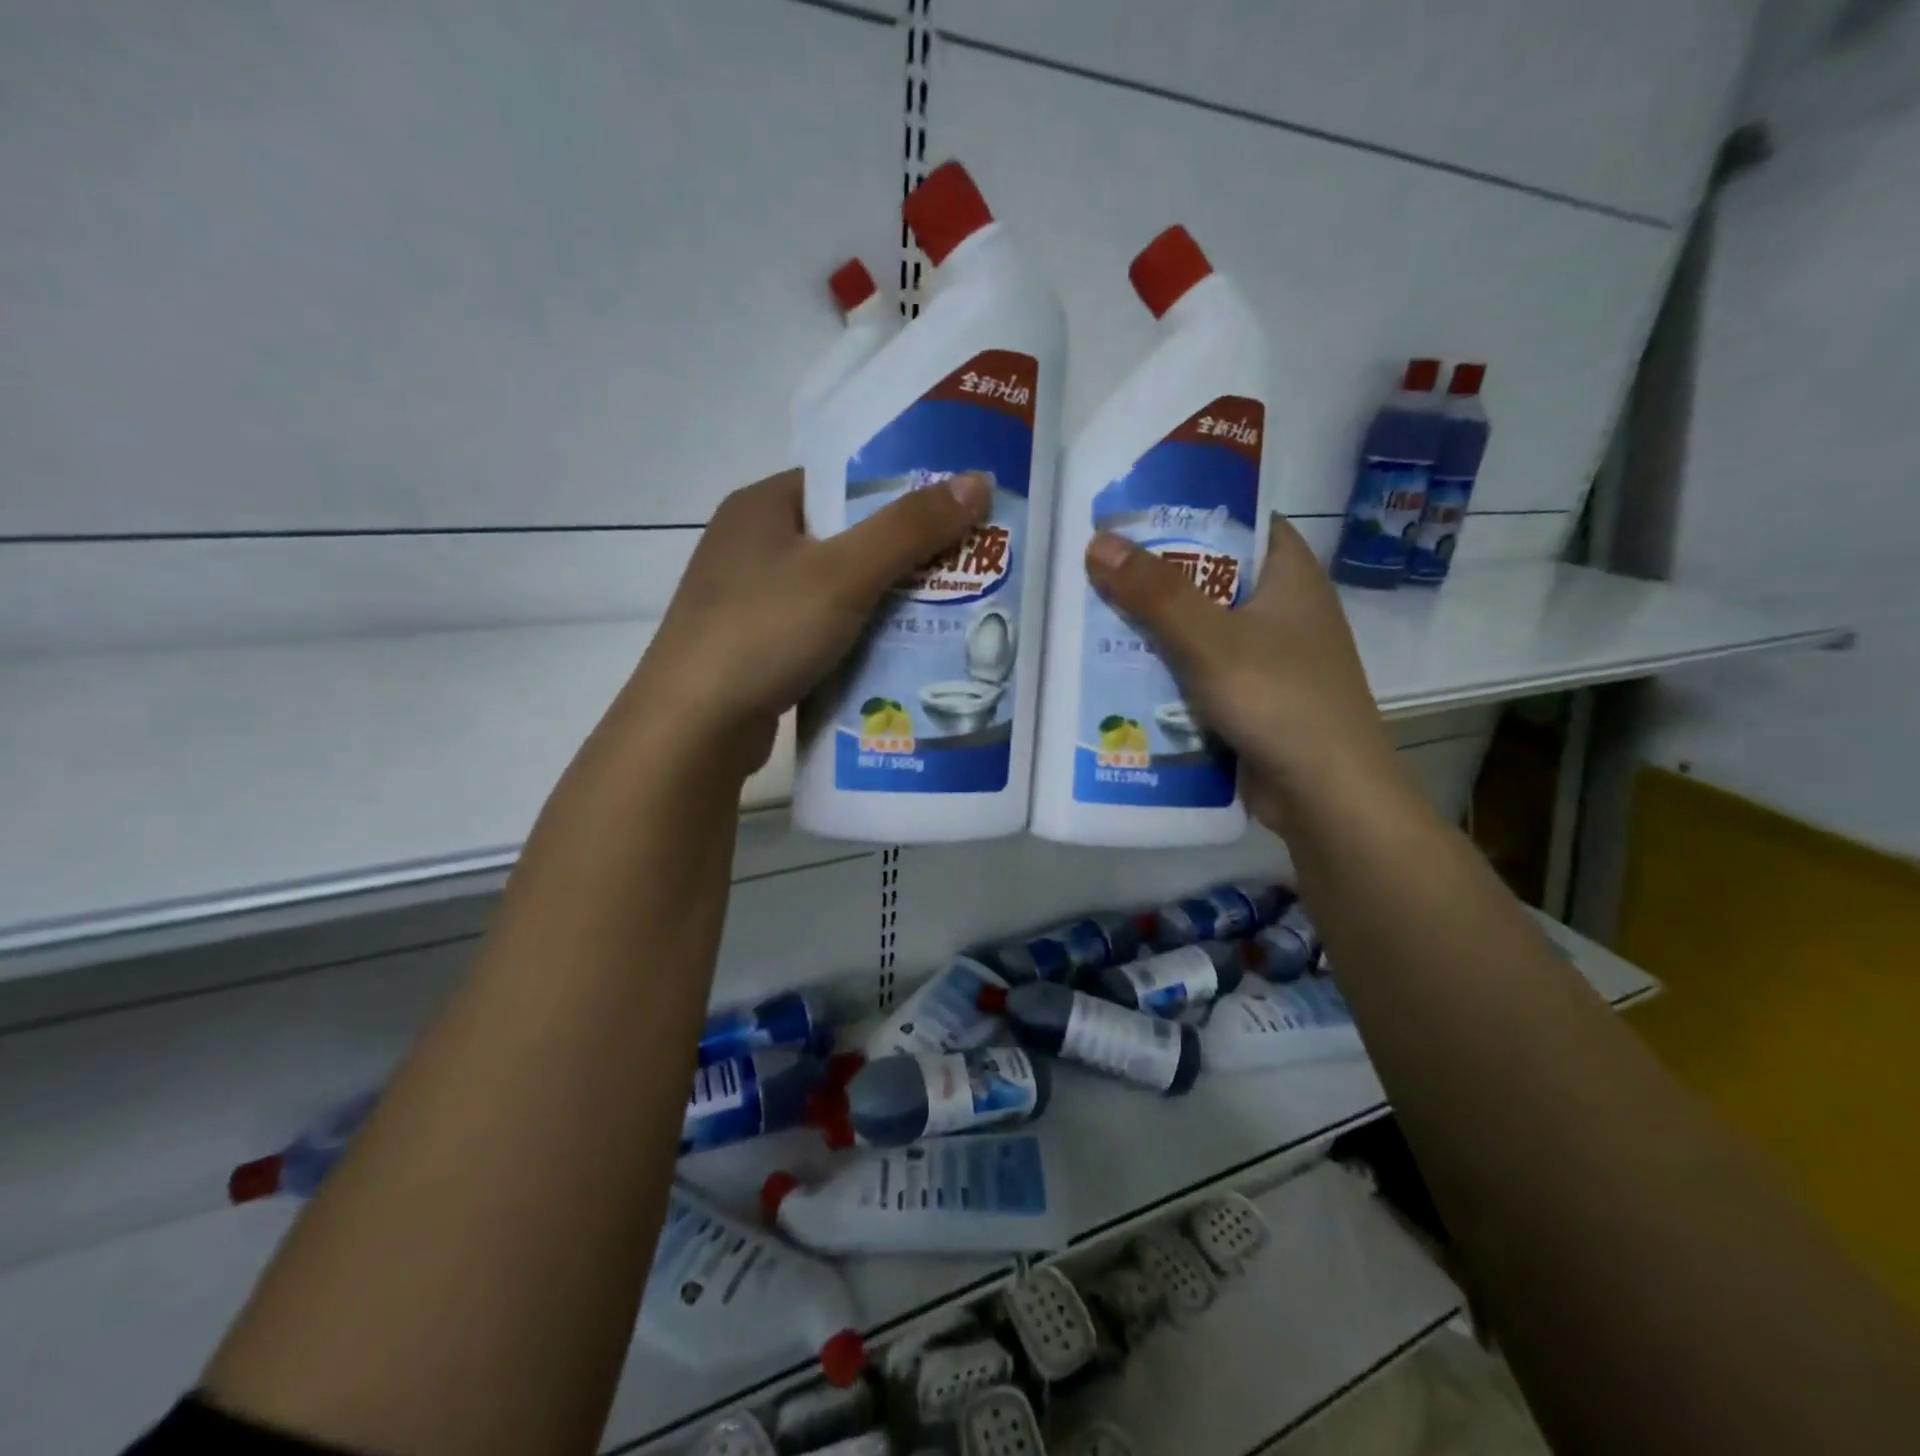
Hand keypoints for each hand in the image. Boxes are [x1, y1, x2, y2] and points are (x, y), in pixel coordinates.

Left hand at [629, 468, 991, 777]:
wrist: (694, 728)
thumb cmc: (764, 631)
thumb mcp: (844, 573)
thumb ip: (910, 528)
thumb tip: (978, 479)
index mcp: (761, 506)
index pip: (843, 483)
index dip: (900, 495)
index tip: (952, 516)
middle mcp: (750, 545)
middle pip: (844, 538)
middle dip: (900, 557)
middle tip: (959, 571)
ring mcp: (749, 600)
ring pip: (834, 590)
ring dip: (881, 604)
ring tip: (940, 616)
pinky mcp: (755, 647)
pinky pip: (819, 630)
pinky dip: (854, 639)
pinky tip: (893, 656)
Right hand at [1085, 516, 1398, 828]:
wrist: (1326, 797)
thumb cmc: (1279, 701)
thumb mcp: (1211, 640)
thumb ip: (1155, 593)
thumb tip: (1097, 541)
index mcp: (1289, 576)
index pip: (1239, 522)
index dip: (1188, 512)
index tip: (1130, 516)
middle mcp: (1282, 610)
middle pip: (1211, 577)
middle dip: (1155, 577)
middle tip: (1093, 569)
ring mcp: (1268, 658)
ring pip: (1200, 629)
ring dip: (1155, 629)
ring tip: (1092, 618)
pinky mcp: (1251, 699)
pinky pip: (1200, 672)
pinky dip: (1166, 671)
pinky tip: (1121, 673)